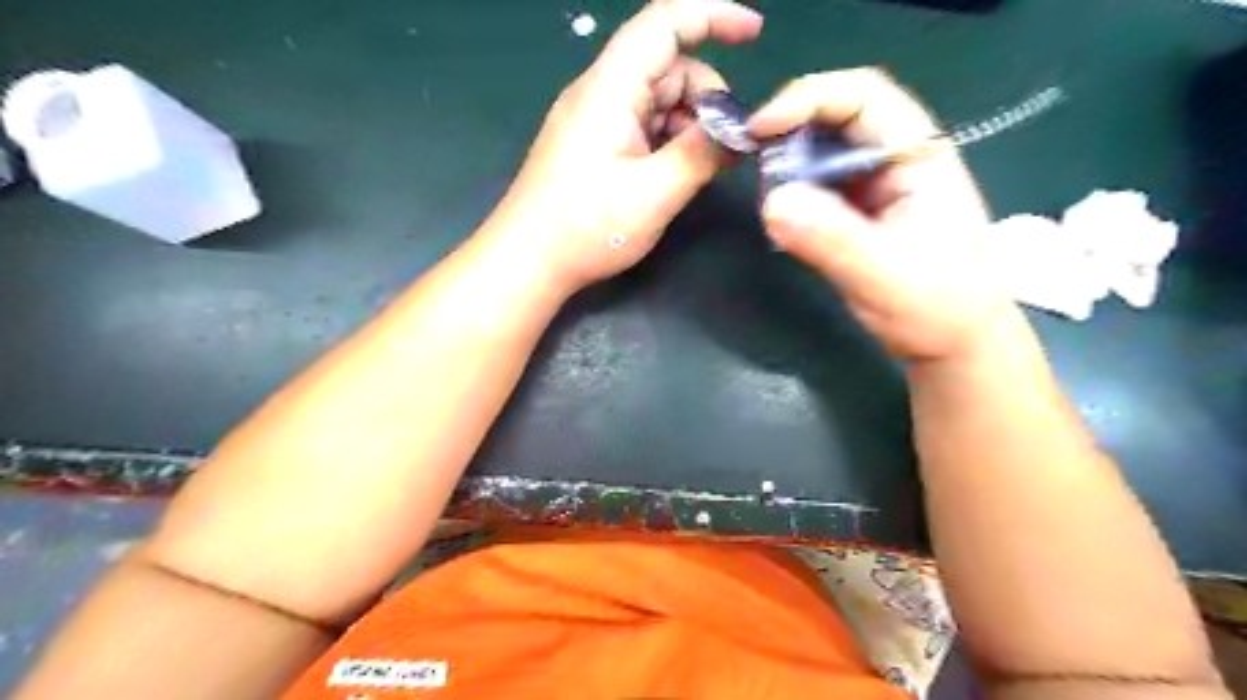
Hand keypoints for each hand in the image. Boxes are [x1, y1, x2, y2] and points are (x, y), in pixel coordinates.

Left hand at [484, 1, 758, 291]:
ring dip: (687, 127)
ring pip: (658, 101)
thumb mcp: (654, 193)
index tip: (755, 33)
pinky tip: (674, 175)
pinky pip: (641, 126)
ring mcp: (594, 119)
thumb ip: (701, 154)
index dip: (713, 16)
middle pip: (667, 68)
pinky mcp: (592, 144)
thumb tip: (741, 132)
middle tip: (725, 150)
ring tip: (698, 171)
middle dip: (706, 100)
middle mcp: (600, 93)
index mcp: (610, 89)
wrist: (527, 261)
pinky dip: (667, 142)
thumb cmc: (586, 227)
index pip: (665, 24)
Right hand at [750, 69, 1012, 362]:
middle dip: (791, 132)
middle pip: (837, 118)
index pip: (864, 96)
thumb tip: (771, 202)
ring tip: (768, 196)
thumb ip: (832, 238)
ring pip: (823, 152)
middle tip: (754, 164)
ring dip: (788, 165)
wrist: (954, 347)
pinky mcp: (859, 212)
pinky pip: (818, 186)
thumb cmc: (936, 308)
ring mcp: (877, 186)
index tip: (761, 129)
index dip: (809, 98)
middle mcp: (896, 160)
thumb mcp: (885, 275)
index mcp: (918, 156)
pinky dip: (793, 193)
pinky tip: (782, 216)